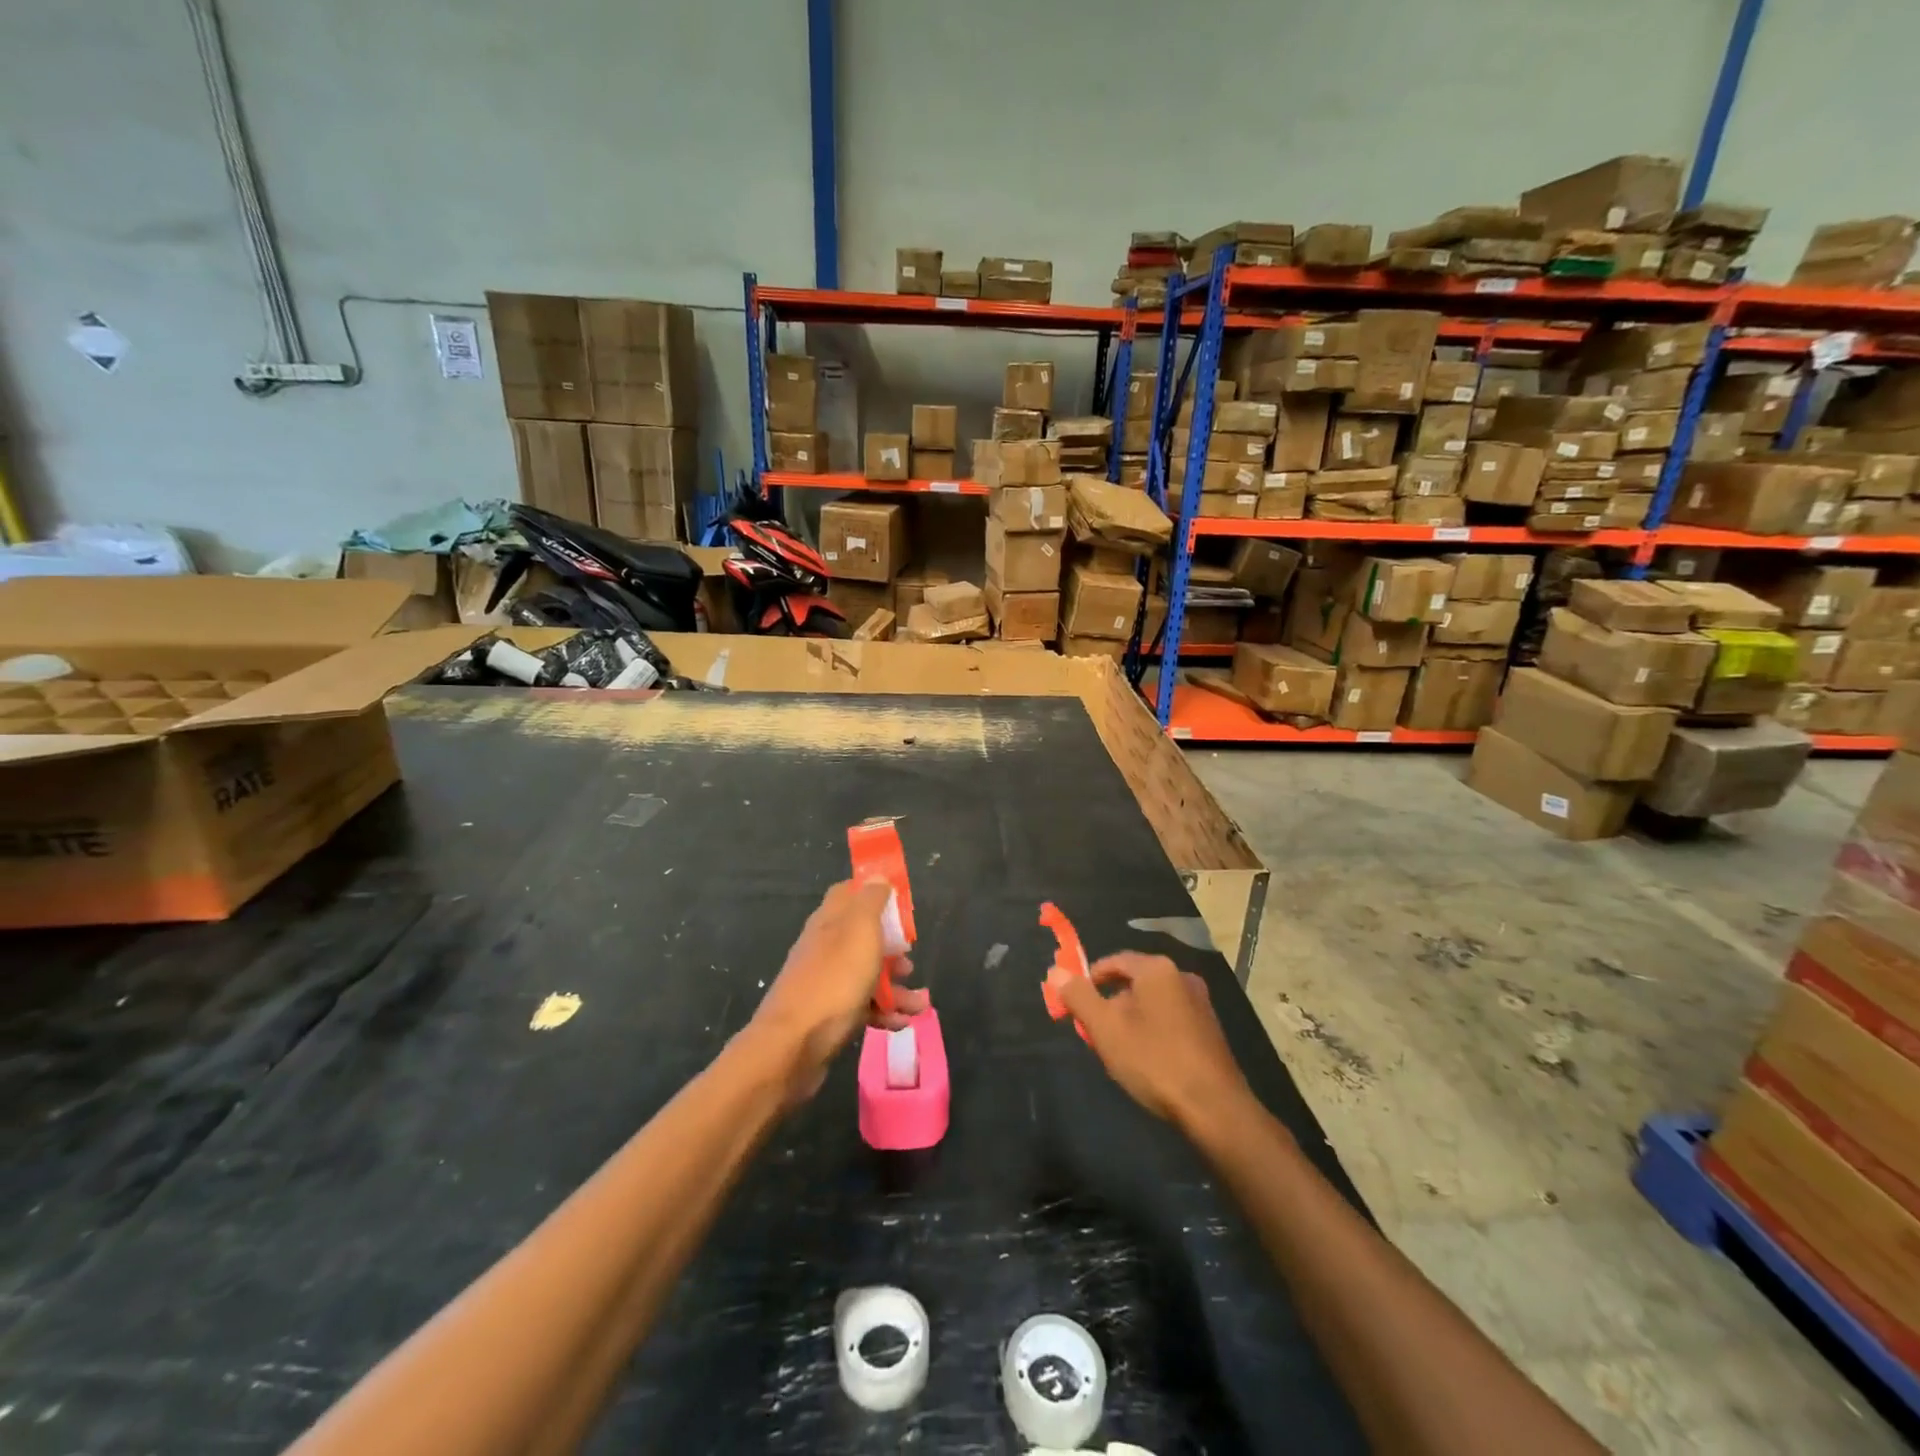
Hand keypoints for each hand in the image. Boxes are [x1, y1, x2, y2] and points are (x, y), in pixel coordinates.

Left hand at [747, 879, 928, 1104]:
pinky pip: (863, 1006)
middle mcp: (825, 946)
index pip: (849, 893)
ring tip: (920, 1003)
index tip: (901, 906)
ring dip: (897, 987)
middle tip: (910, 960)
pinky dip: (884, 1012)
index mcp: (829, 920)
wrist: (794, 1045)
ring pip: (867, 974)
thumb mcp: (860, 930)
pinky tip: (901, 1022)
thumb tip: (877, 876)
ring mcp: (827, 981)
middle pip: (864, 937)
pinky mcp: (830, 1014)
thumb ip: (871, 900)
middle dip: (893, 949)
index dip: (875, 895)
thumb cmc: (834, 980)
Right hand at [1057, 952, 1252, 1130]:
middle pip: (1133, 982)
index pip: (1113, 961)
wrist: (1214, 1108)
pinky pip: (1170, 1019)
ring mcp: (1200, 1003)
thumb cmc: (1154, 1060)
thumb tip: (1056, 971)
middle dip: (1110, 1004)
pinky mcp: (1210, 1029)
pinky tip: (1147, 1061)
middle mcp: (1182, 977)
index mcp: (1157, 969)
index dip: (1089, 980)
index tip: (1075, 1005)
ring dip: (1130, 1020)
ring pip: (1152, 1002)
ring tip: (1118, 1051)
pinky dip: (1152, 1031)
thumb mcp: (1106, 1028)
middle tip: (1094, 1033)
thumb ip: (1079, 997)